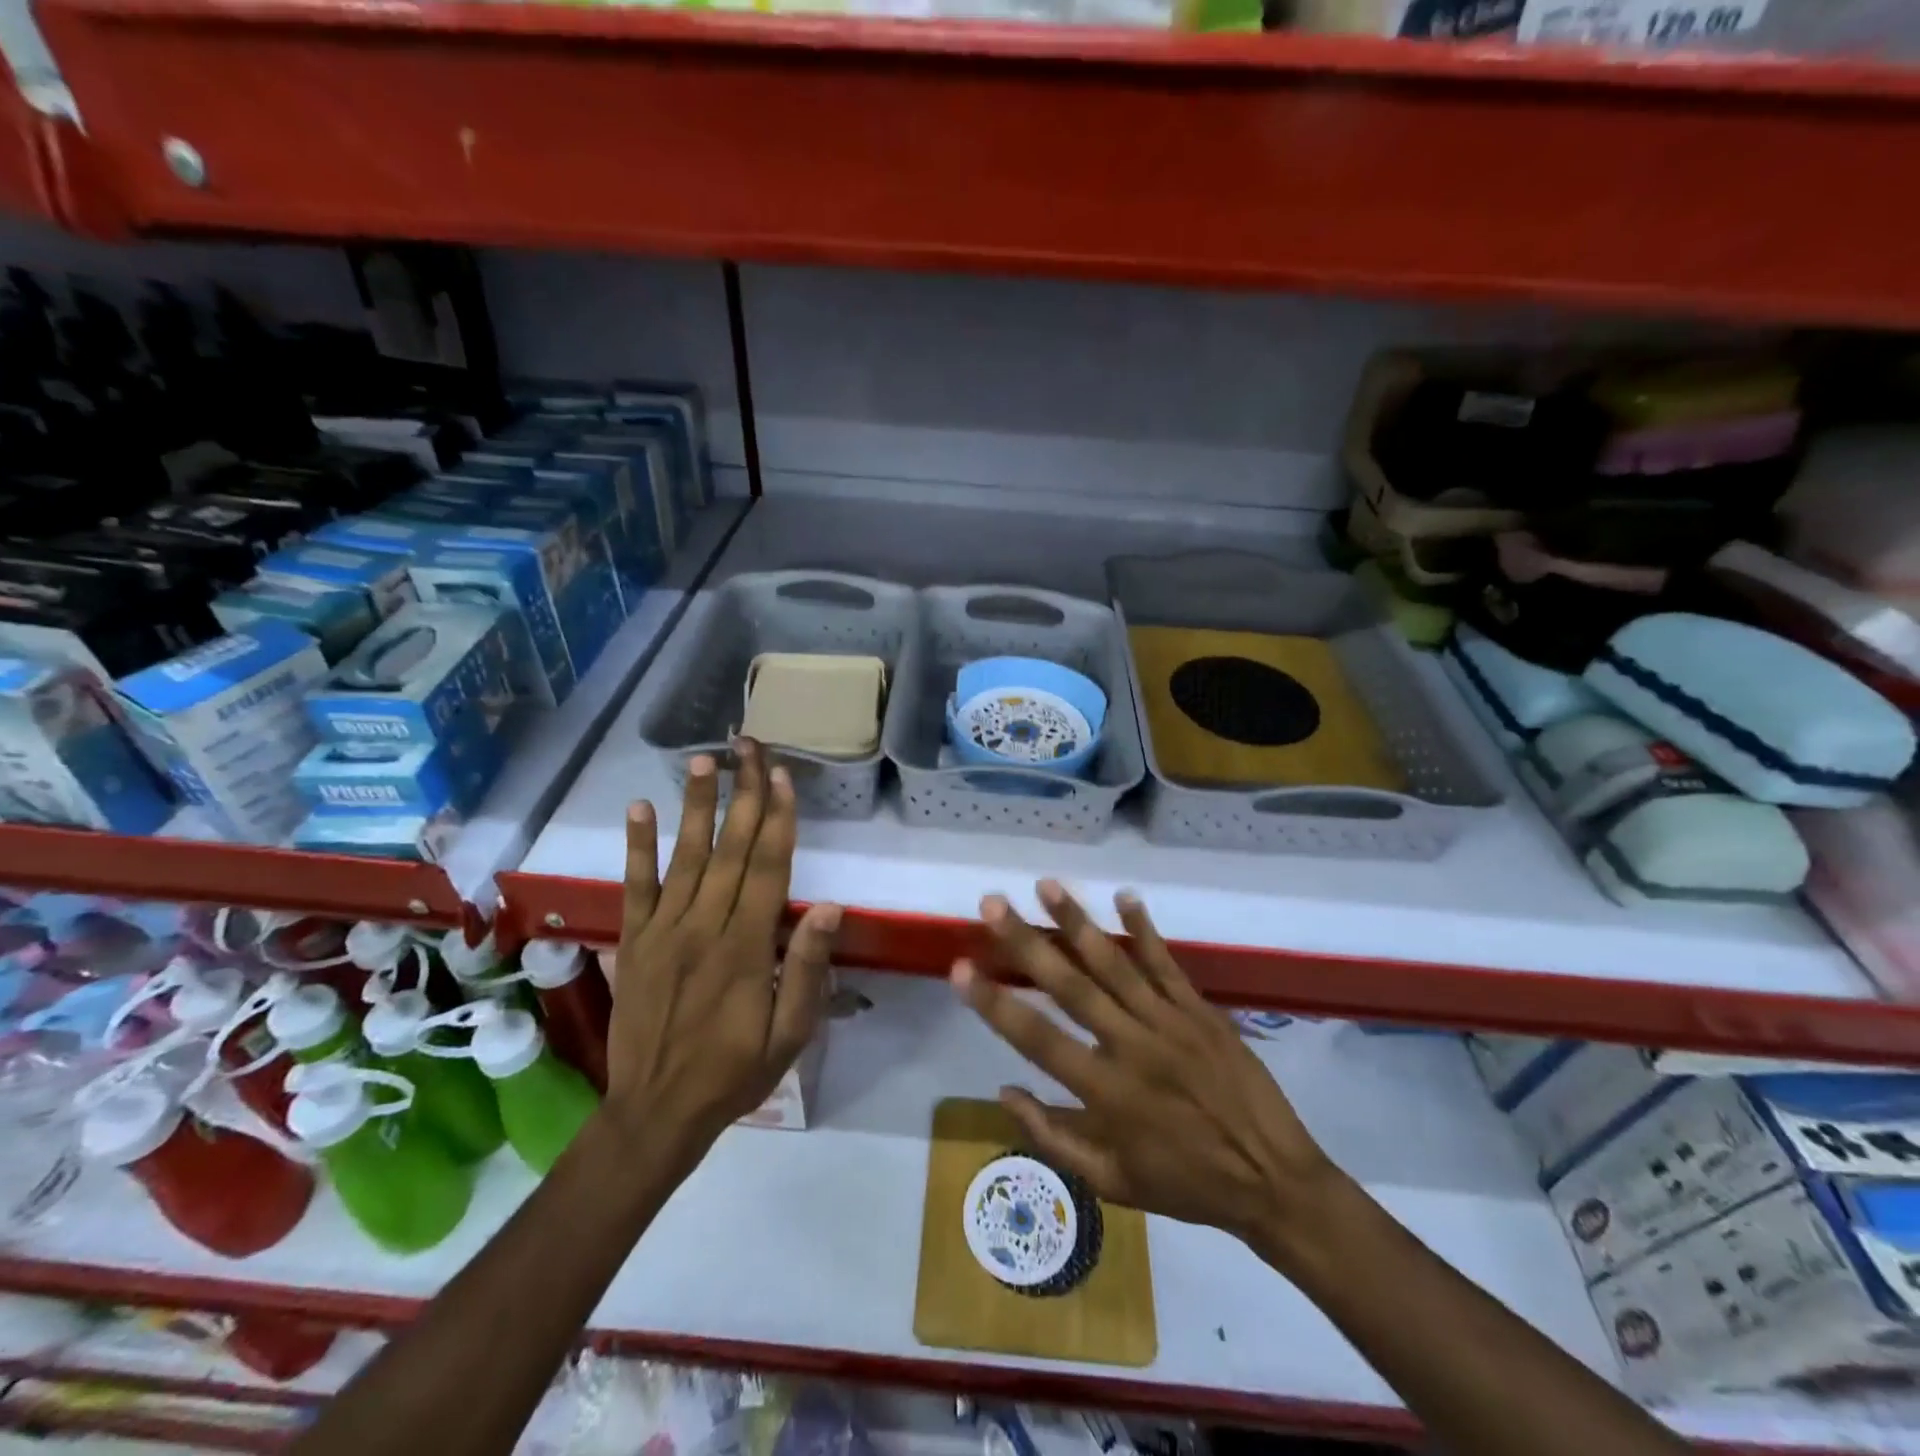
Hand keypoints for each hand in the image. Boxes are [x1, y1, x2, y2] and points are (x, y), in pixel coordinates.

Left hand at [606, 739, 841, 1161]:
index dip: (777, 818)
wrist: (655, 1113)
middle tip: (749, 746)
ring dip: (696, 806)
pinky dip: (637, 846)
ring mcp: (664, 931)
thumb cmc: (735, 1072)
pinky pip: (635, 887)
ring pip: (685, 857)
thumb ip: (806, 969)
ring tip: (704, 760)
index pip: (768, 868)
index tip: (780, 775)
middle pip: (731, 849)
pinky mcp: (634, 942)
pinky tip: (640, 808)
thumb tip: (828, 907)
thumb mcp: (789, 1035)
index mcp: (747, 948)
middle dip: (744, 794)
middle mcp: (705, 927)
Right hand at [954, 881, 1344, 1266]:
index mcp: (1107, 1092)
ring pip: (1115, 963)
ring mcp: (1170, 1021)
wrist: (1274, 1180)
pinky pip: (1167, 963)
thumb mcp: (1112, 1183)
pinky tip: (1124, 896)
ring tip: (1046, 885)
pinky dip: (1145, 929)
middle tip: (992, 904)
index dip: (994, 1003)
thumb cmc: (1185, 1184)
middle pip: (1071, 986)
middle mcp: (1133, 1046)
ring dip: (1077, 922)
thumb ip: (1053, 1136)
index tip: (959, 968)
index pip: (1037, 1039)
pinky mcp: (1200, 1010)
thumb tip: (1003, 1090)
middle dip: (1026, 941)